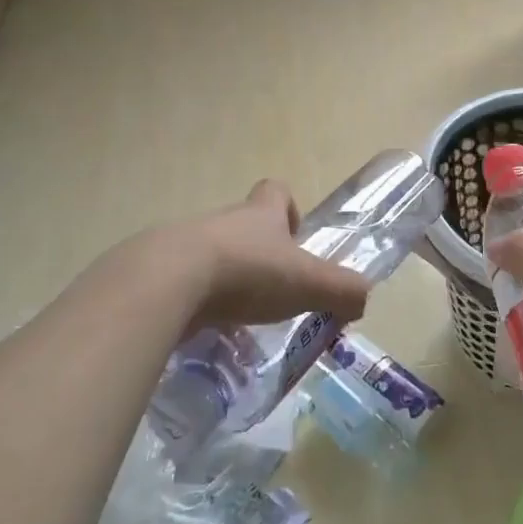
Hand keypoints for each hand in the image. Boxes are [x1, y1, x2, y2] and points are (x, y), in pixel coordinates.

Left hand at [181, 179, 371, 332]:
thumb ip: (342, 290)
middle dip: (260, 255)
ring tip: (240, 320)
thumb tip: (363, 297)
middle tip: (273, 292)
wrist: (168, 282)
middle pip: (244, 226)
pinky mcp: (159, 273)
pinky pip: (185, 285)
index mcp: (259, 214)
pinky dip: (197, 305)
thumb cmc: (247, 272)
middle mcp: (223, 221)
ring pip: (213, 256)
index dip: (288, 209)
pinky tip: (206, 332)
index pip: (275, 191)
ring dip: (227, 281)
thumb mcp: (308, 282)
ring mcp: (186, 245)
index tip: (294, 238)